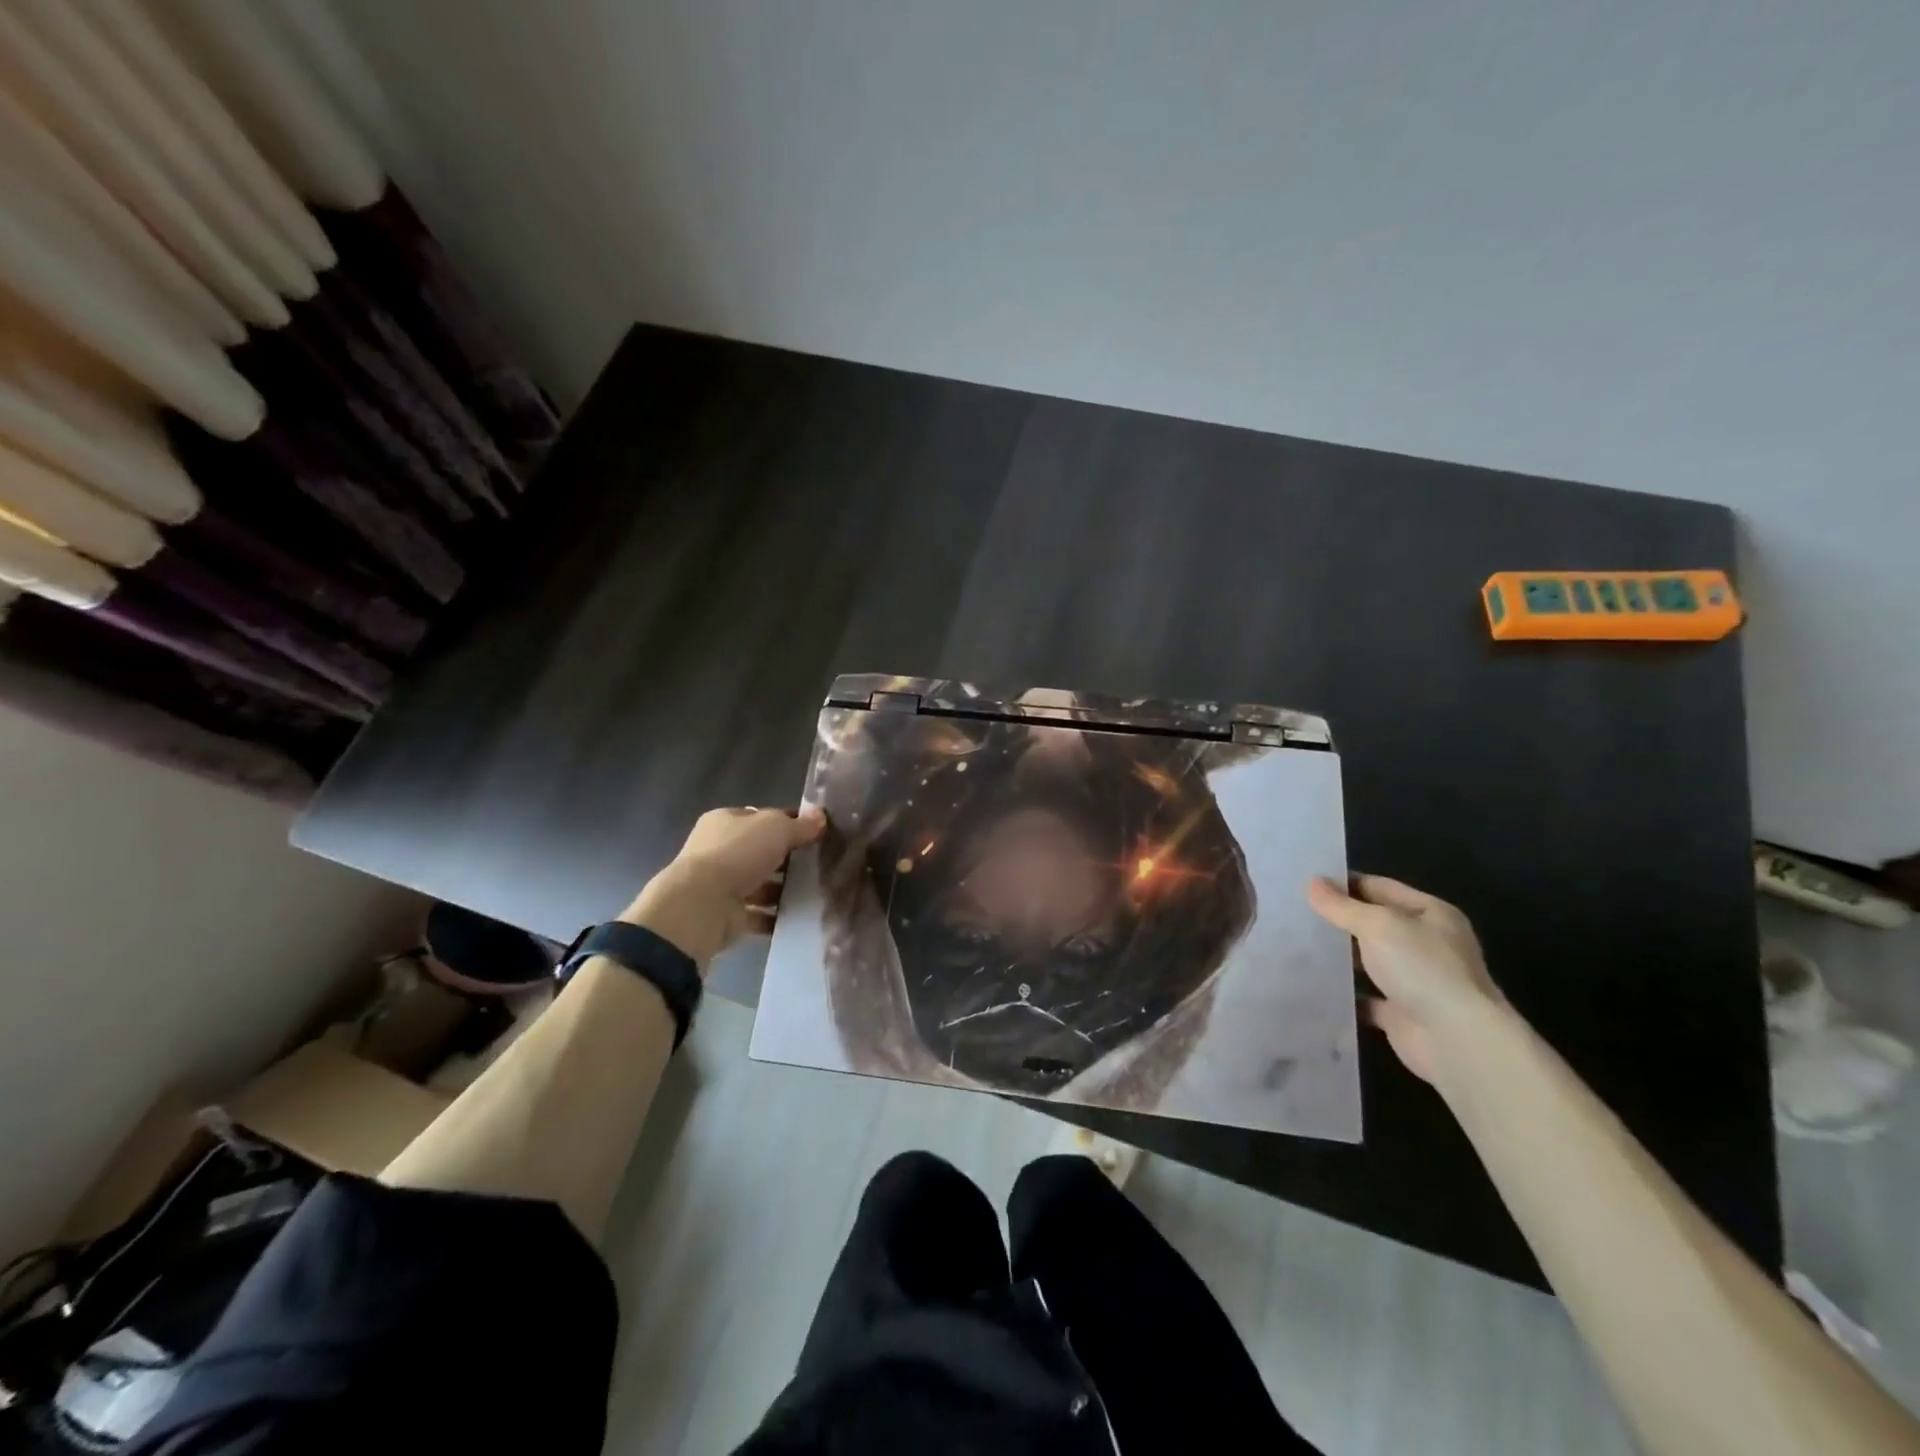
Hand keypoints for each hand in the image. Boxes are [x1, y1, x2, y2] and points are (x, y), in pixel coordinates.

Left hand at [624, 806, 826, 967]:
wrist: (701, 906)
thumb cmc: (737, 855)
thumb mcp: (776, 828)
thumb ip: (800, 825)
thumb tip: (820, 817)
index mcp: (726, 821)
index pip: (763, 817)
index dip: (790, 822)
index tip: (818, 833)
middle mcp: (720, 850)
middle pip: (762, 851)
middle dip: (789, 859)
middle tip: (821, 864)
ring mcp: (722, 885)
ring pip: (761, 884)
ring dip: (784, 889)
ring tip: (816, 892)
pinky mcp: (727, 916)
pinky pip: (758, 915)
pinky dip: (776, 917)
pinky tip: (800, 916)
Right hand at [1307, 874, 1505, 1084]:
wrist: (1456, 1041)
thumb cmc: (1422, 968)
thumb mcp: (1377, 926)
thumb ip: (1342, 906)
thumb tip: (1312, 882)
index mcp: (1431, 914)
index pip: (1380, 887)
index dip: (1345, 883)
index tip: (1306, 883)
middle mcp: (1427, 944)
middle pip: (1375, 924)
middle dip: (1339, 919)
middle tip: (1294, 911)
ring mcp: (1416, 980)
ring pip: (1369, 960)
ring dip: (1340, 956)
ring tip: (1296, 943)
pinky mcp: (1401, 1013)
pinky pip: (1365, 996)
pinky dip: (1344, 992)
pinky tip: (1312, 983)